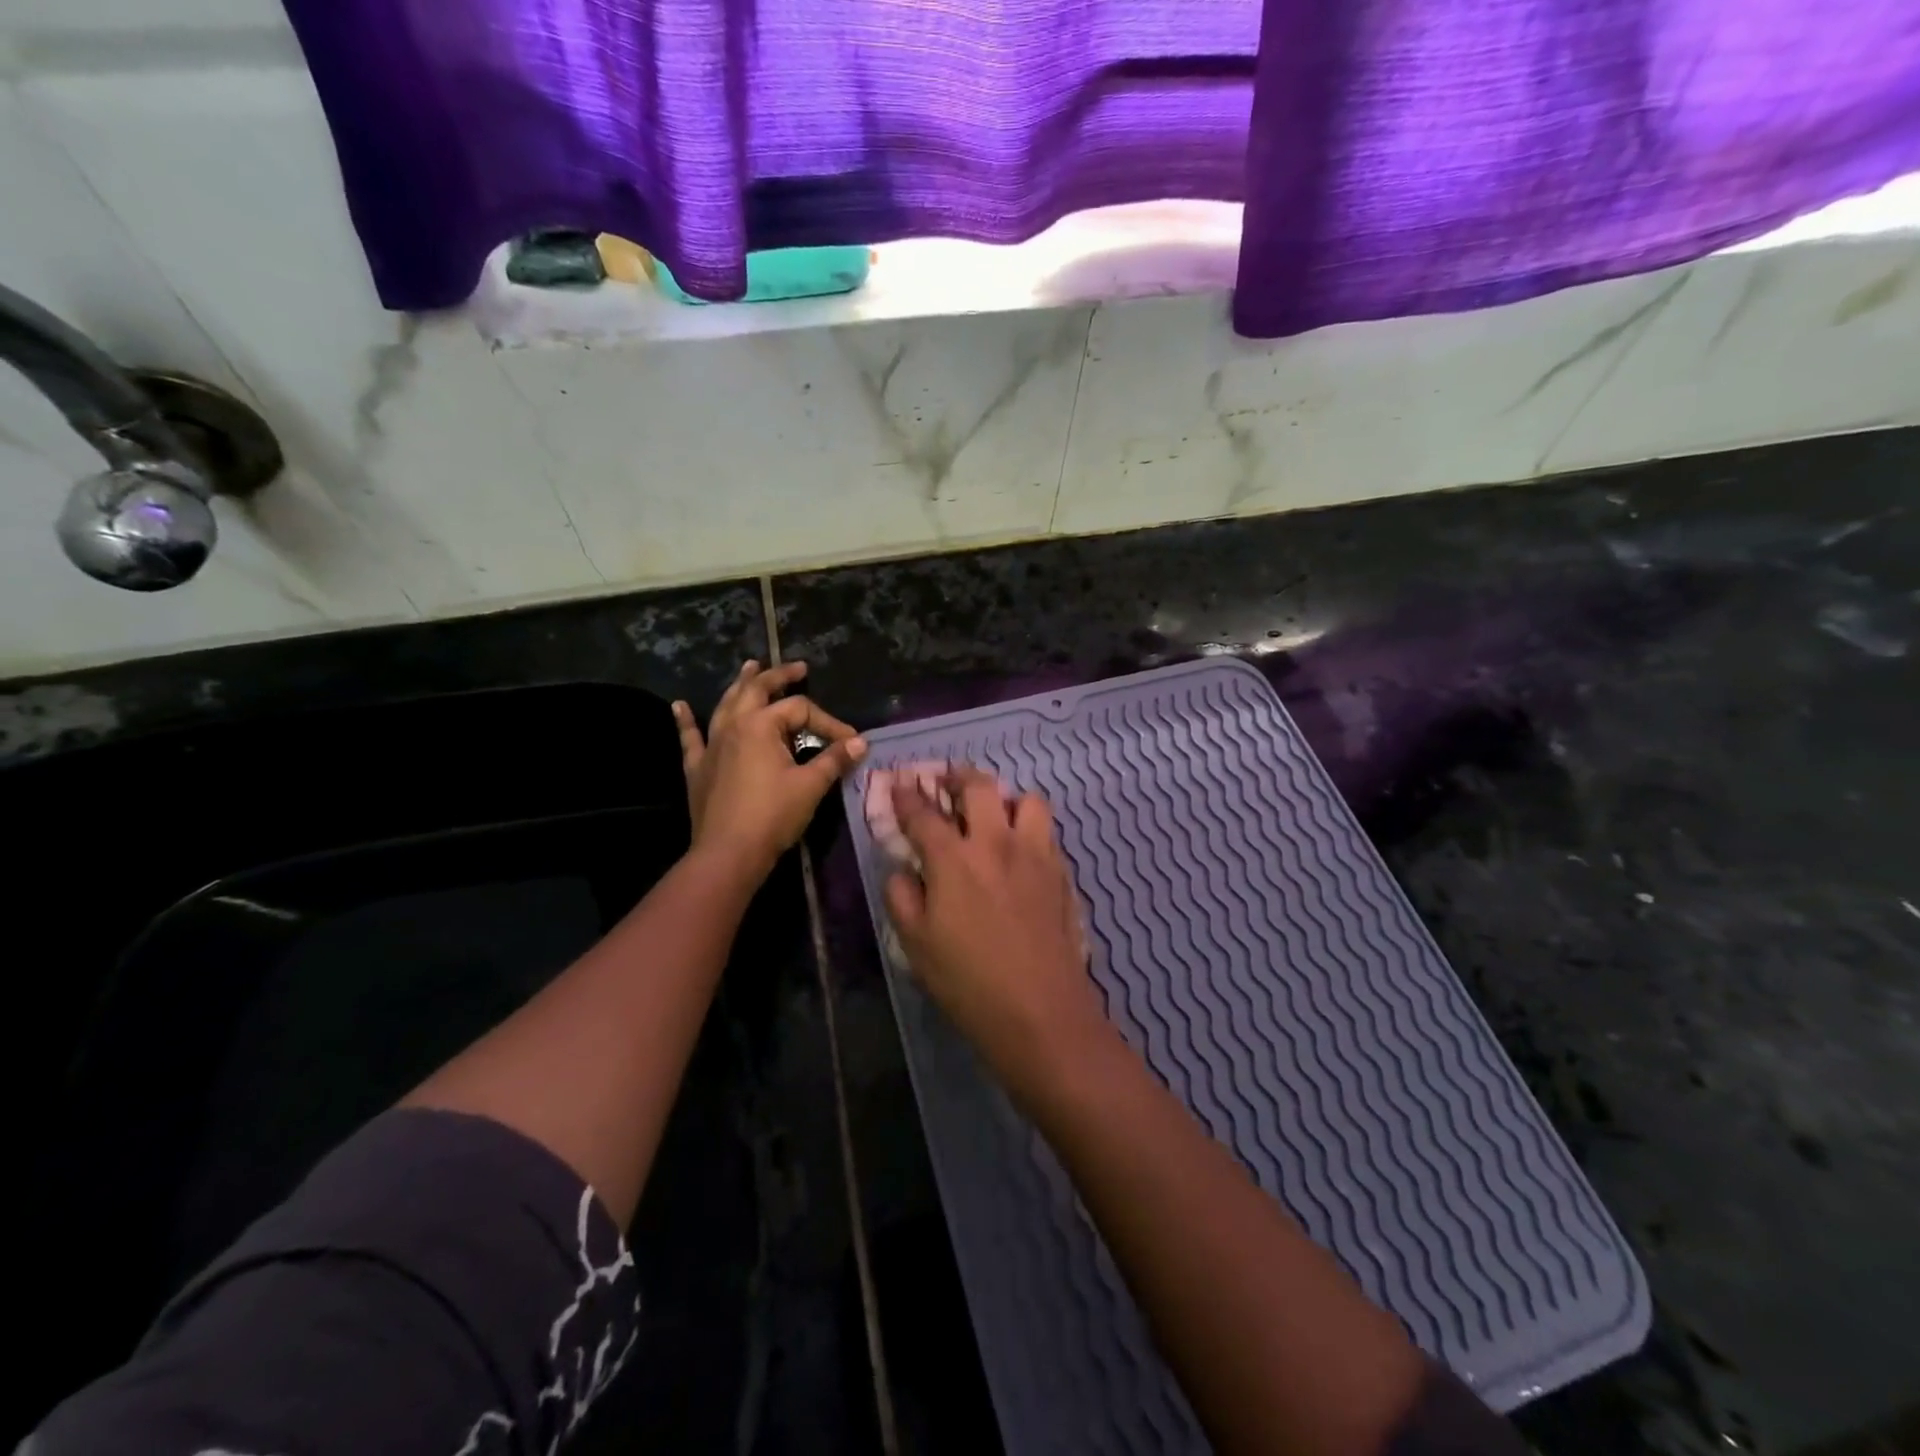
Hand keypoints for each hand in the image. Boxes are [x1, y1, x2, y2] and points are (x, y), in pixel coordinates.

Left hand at [673, 661, 864, 880]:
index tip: (849, 742)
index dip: (829, 722)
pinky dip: (686, 720)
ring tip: (750, 666)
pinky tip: (679, 706)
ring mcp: (712, 744)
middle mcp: (733, 725)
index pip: (801, 710)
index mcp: (761, 725)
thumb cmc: (773, 815)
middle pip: (756, 690)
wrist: (728, 853)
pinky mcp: (698, 766)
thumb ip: (834, 759)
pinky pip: (691, 737)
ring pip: (726, 704)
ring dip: (739, 684)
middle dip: (778, 676)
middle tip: (797, 668)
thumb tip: (860, 743)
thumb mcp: (810, 786)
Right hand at [883, 766, 1110, 1101]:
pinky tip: (1020, 854)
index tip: (900, 783)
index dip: (907, 795)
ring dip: (1006, 800)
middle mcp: (997, 843)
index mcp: (954, 858)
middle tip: (948, 783)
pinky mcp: (1061, 873)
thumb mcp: (915, 944)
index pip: (924, 812)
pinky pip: (1047, 832)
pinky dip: (1030, 830)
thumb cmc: (968, 981)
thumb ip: (901, 896)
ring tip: (995, 818)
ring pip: (1027, 799)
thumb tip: (904, 869)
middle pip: (980, 786)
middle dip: (959, 776)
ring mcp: (1035, 854)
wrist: (1040, 1011)